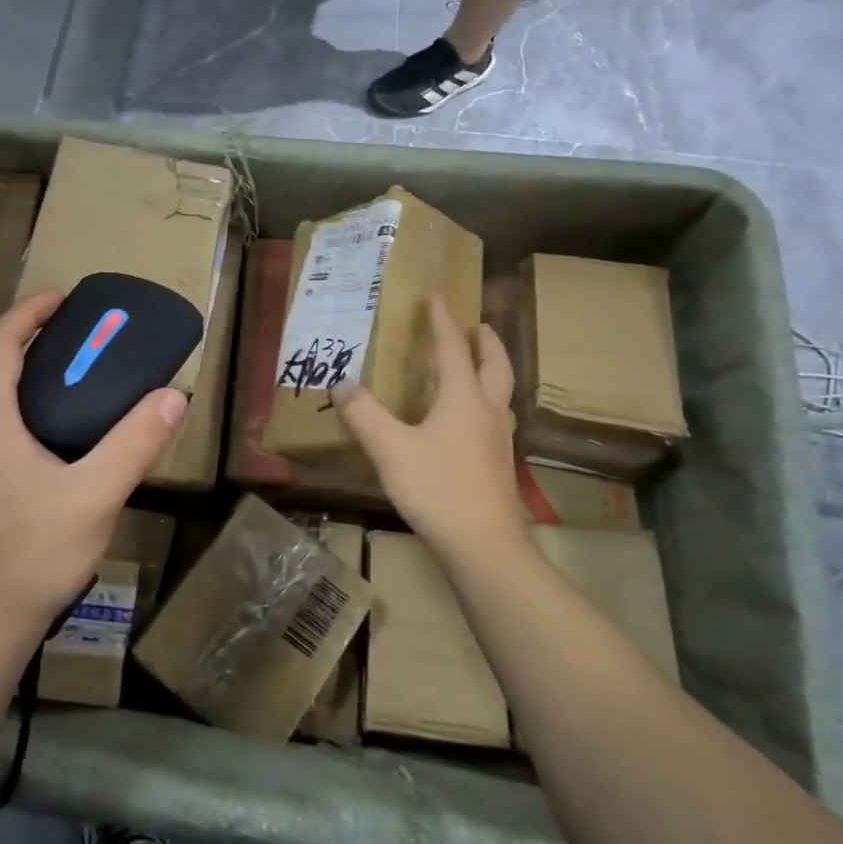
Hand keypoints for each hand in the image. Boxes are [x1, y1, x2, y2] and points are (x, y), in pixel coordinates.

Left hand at [0, 291, 186, 656]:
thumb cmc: (29, 555)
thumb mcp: (95, 495)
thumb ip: (135, 443)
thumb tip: (173, 396)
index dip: (29, 312)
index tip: (65, 299)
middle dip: (37, 347)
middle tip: (87, 344)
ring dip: (33, 388)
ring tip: (83, 392)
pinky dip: (27, 421)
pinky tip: (62, 451)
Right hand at [329, 295, 525, 562]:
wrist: (484, 546)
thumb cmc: (437, 488)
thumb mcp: (390, 449)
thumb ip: (365, 415)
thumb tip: (342, 384)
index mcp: (463, 398)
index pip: (452, 348)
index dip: (442, 321)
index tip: (436, 297)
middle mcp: (487, 411)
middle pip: (494, 365)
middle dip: (485, 341)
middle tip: (477, 326)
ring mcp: (499, 440)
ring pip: (500, 392)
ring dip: (490, 370)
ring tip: (476, 366)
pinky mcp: (499, 464)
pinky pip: (496, 417)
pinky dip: (486, 401)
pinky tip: (471, 420)